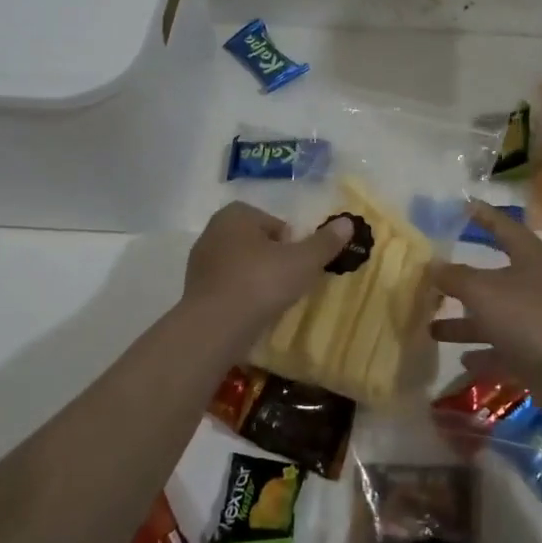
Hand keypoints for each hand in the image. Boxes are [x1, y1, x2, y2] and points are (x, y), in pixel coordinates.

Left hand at [182, 202, 352, 341]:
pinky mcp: (194, 290)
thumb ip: (325, 242)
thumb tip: (348, 222)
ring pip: (240, 265)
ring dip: (257, 278)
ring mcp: (200, 262)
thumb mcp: (303, 261)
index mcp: (235, 215)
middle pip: (256, 242)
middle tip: (290, 281)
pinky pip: (227, 286)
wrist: (214, 327)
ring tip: (273, 300)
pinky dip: (241, 295)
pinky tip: (253, 313)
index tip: (299, 263)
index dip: (291, 242)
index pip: (273, 222)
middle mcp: (213, 231)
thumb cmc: (261, 283)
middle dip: (273, 258)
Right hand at [431, 201, 541, 405]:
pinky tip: (461, 359)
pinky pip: (503, 350)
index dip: (483, 216)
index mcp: (530, 257)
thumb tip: (433, 265)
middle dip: (462, 280)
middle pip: (493, 277)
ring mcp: (537, 321)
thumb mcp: (484, 291)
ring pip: (494, 316)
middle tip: (432, 277)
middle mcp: (535, 285)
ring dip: (465, 322)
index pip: (503, 227)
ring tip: (431, 326)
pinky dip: (483, 353)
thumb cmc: (529, 317)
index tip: (462, 205)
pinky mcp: (536, 354)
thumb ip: (455, 277)